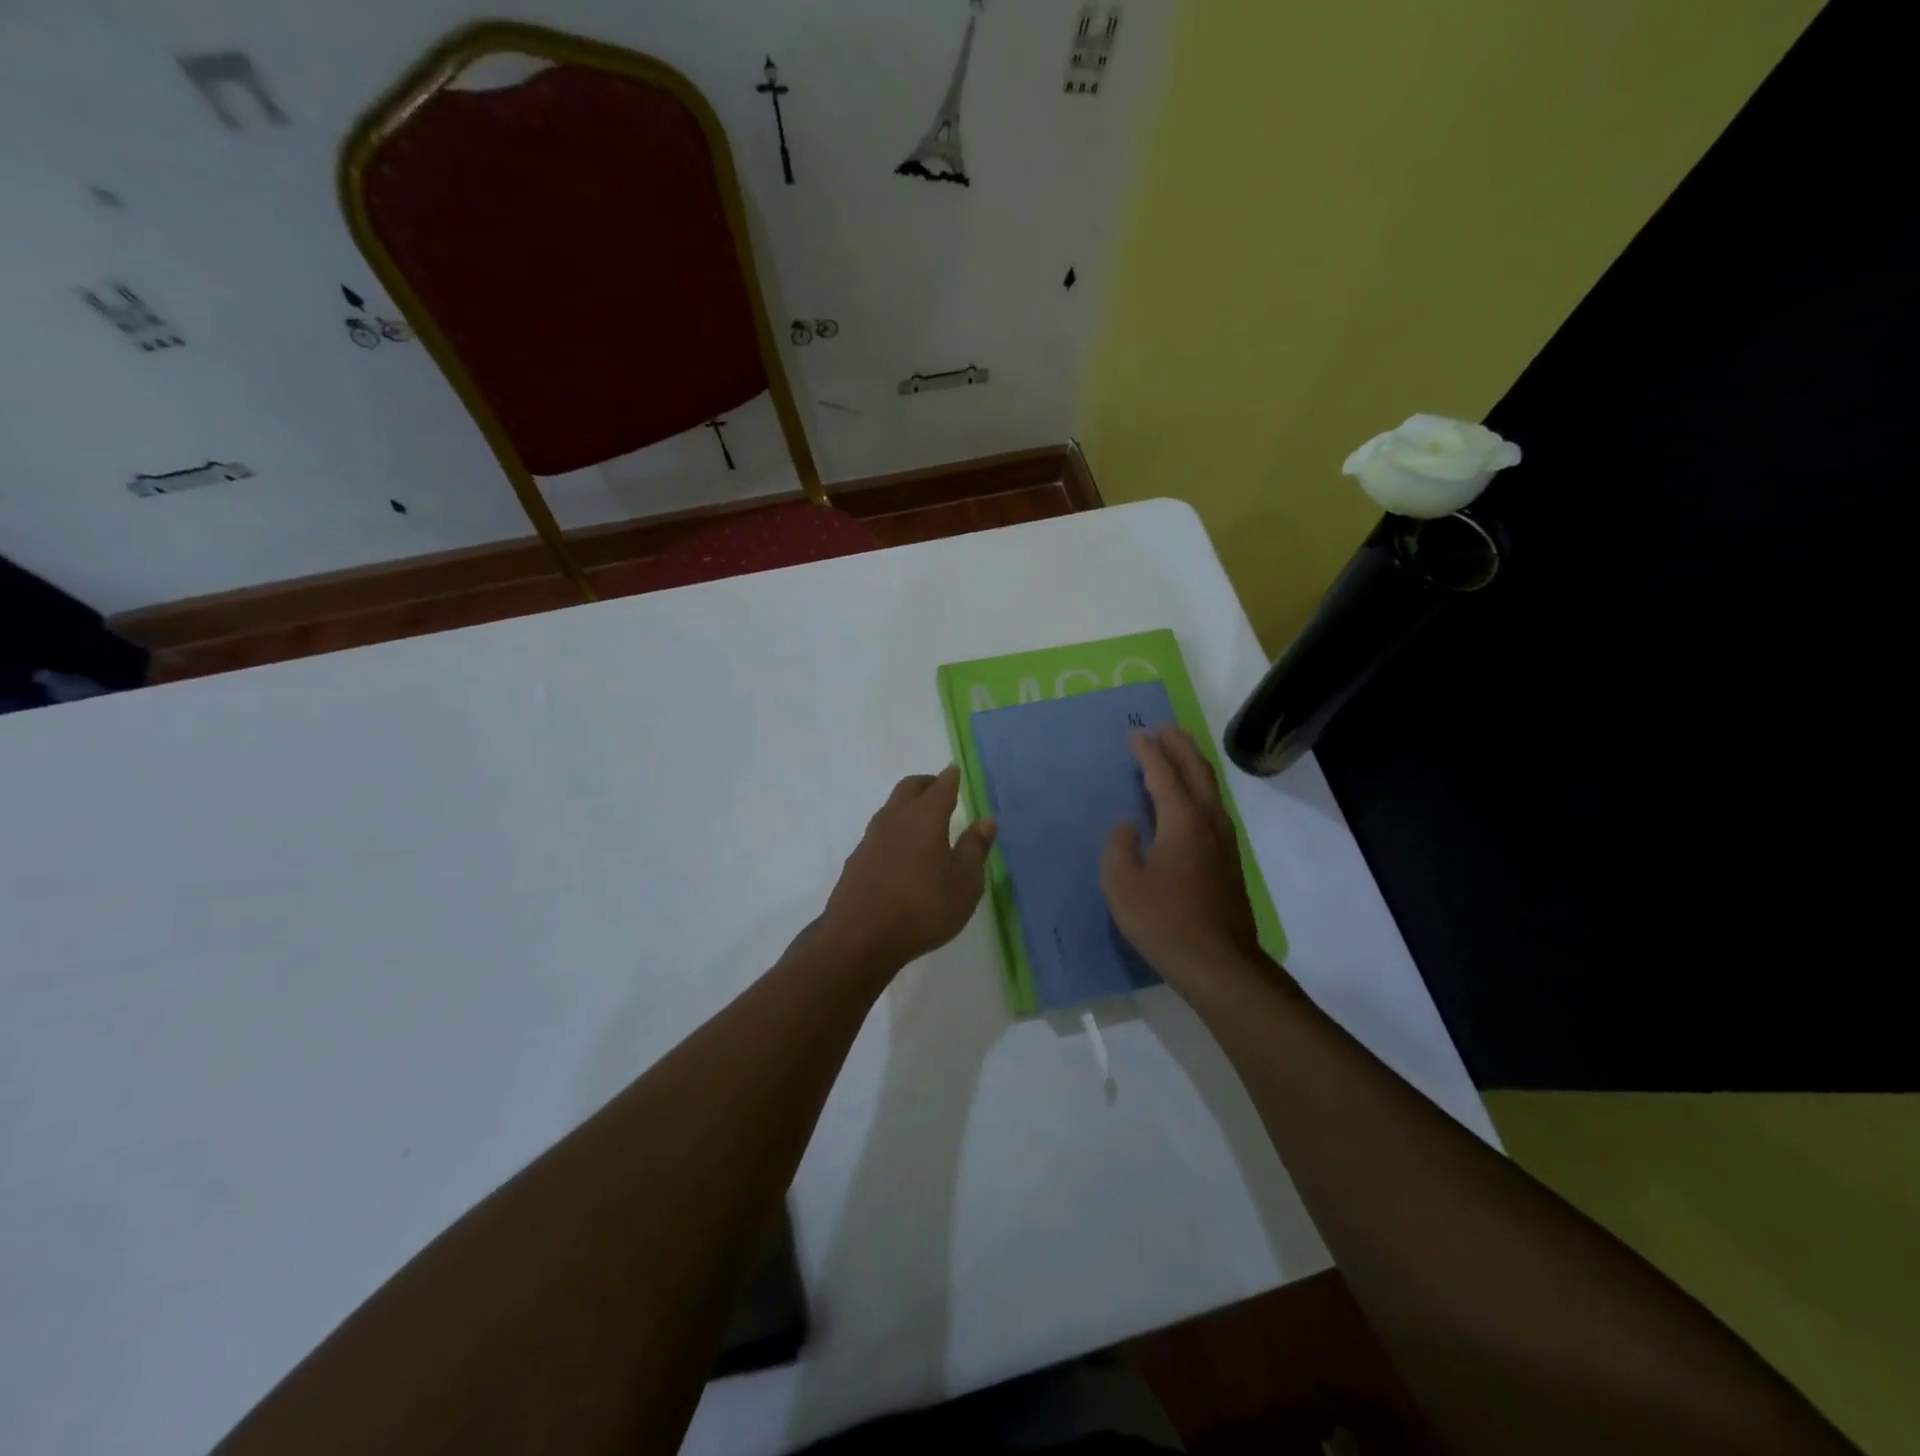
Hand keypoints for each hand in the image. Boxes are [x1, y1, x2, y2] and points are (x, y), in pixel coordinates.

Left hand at [818, 765, 996, 974]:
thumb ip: (975, 848)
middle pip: (909, 787)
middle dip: (926, 784)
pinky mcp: (857, 858)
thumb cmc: (923, 907)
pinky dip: (895, 831)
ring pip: (891, 808)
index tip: (955, 772)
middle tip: (940, 789)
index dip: (951, 777)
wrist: (860, 937)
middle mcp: (895, 818)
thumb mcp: (964, 883)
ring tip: (924, 822)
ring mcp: (871, 837)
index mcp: (925, 816)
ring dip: (908, 806)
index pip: (941, 786)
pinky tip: (902, 853)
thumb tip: (986, 820)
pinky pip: (880, 833)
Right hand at [1101, 727, 1269, 991]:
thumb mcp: (1121, 885)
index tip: (1135, 733)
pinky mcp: (1229, 860)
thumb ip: (1119, 847)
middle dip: (1179, 746)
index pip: (1163, 774)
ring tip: (1178, 753)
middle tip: (1163, 728)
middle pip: (1197, 771)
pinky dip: (1199, 790)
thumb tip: (1130, 827)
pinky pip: (1214, 808)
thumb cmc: (1164, 921)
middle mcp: (1208, 822)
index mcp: (1182, 821)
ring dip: (1193, 765)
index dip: (1148, 752)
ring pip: (1211, 789)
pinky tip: (1190, 800)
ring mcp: (1224, 841)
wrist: (1219, 963)